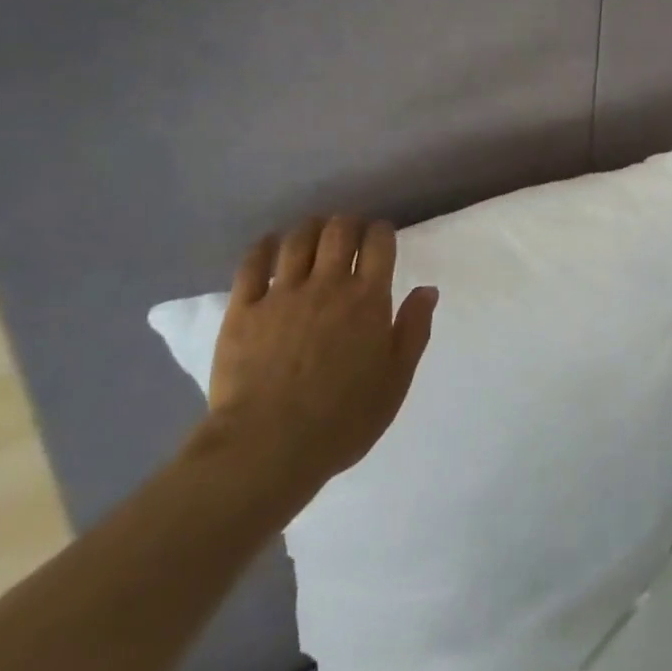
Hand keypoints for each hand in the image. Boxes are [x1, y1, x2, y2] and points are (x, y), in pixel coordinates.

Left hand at [193, 216, 436, 521]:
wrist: (267, 447)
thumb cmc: (342, 419)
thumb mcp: (395, 381)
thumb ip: (414, 330)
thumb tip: (428, 289)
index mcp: (367, 298)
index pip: (379, 243)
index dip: (382, 231)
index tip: (381, 236)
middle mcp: (327, 284)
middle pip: (339, 231)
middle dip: (348, 223)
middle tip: (349, 232)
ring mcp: (282, 294)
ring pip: (298, 239)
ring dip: (310, 228)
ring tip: (314, 232)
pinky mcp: (243, 309)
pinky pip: (252, 264)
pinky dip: (264, 247)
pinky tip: (271, 245)